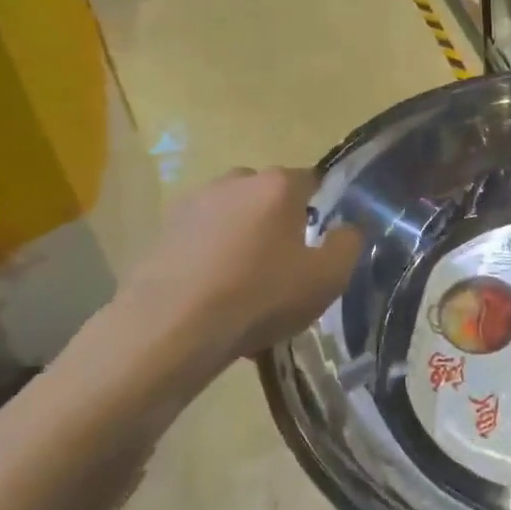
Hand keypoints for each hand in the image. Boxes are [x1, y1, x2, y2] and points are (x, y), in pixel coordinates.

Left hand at [111, 167, 361, 391]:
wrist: (170, 329)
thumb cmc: (260, 296)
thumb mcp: (327, 278)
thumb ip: (349, 244)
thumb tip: (347, 228)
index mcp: (277, 185)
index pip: (311, 180)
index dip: (321, 208)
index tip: (320, 241)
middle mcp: (234, 182)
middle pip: (268, 194)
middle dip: (278, 219)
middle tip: (284, 262)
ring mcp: (192, 204)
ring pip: (231, 215)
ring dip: (241, 237)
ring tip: (244, 283)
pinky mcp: (161, 232)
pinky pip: (201, 237)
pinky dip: (210, 256)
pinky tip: (213, 294)